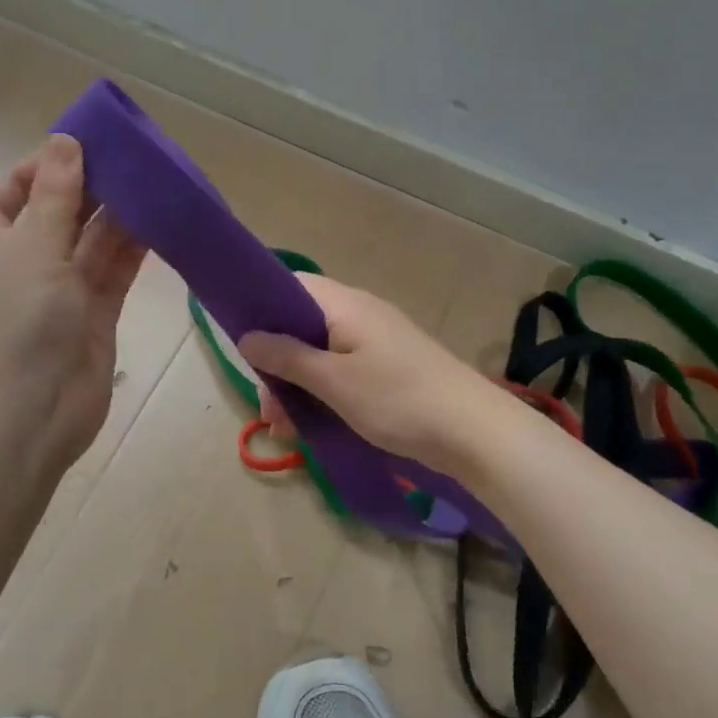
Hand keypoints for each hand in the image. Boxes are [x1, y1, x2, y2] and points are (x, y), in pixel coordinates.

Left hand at [0, 134, 148, 472]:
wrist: (29, 413)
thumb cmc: (19, 321)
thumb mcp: (33, 246)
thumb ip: (56, 194)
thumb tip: (65, 140)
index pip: (14, 190)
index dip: (43, 166)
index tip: (83, 145)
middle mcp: (28, 261)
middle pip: (61, 212)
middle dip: (92, 186)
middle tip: (134, 156)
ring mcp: (64, 290)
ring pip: (94, 240)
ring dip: (120, 214)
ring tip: (155, 181)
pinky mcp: (97, 314)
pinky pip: (117, 270)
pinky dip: (136, 248)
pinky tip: (161, 221)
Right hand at [238, 273, 510, 477]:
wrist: (474, 431)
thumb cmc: (397, 399)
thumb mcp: (334, 381)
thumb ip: (288, 357)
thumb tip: (247, 336)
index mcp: (345, 304)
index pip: (292, 286)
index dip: (262, 307)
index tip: (244, 344)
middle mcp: (360, 314)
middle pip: (302, 326)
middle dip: (278, 365)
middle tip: (269, 410)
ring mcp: (377, 341)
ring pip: (321, 354)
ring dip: (299, 387)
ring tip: (288, 430)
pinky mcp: (389, 368)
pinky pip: (343, 372)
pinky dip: (325, 394)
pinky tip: (315, 427)